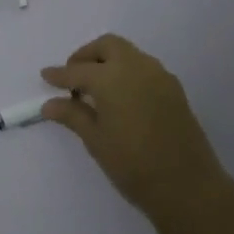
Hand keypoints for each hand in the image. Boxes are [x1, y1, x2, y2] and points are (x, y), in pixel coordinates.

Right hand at [40, 34, 229, 224]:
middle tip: (73, 78)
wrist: (188, 186)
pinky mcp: (174, 89)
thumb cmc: (133, 164)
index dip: (60, 74)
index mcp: (112, 78)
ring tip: (95, 90)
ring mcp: (160, 76)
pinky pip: (144, 69)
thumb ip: (73, 115)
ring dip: (108, 62)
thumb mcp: (96, 140)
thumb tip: (50, 104)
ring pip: (129, 54)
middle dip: (87, 56)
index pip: (78, 70)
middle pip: (107, 46)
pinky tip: (120, 98)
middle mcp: (137, 67)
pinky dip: (127, 72)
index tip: (46, 75)